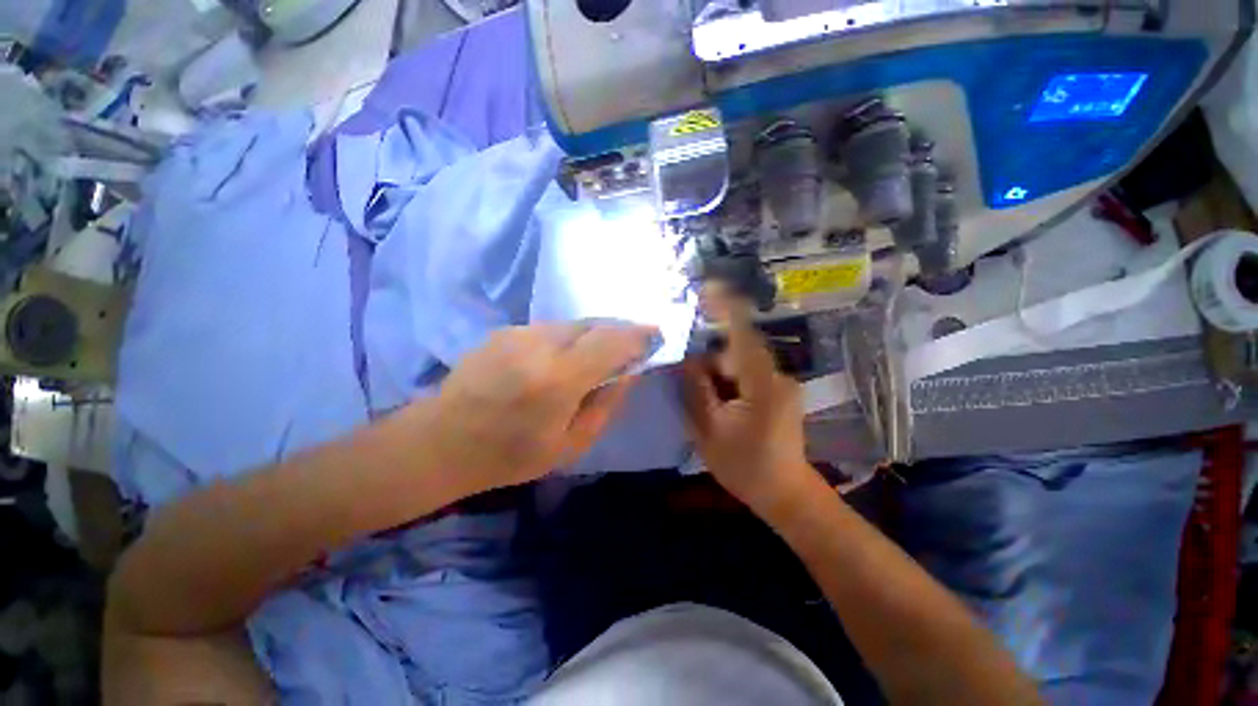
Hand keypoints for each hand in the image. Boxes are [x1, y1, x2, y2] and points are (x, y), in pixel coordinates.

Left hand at [424, 322, 658, 492]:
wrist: (441, 441)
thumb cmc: (510, 455)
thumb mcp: (571, 444)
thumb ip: (606, 403)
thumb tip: (630, 371)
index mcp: (558, 378)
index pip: (611, 341)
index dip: (638, 335)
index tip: (656, 335)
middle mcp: (539, 345)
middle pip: (594, 325)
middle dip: (618, 332)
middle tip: (630, 347)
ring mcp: (519, 333)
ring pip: (573, 324)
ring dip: (592, 336)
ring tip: (595, 357)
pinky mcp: (505, 330)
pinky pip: (552, 329)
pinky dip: (568, 339)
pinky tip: (560, 360)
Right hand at [681, 303, 816, 517]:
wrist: (785, 494)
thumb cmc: (745, 465)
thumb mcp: (709, 429)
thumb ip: (696, 389)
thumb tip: (687, 359)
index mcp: (762, 382)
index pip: (743, 333)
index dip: (725, 307)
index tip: (707, 287)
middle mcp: (776, 375)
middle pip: (738, 348)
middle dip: (711, 356)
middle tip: (687, 375)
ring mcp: (780, 383)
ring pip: (742, 362)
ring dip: (718, 370)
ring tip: (704, 396)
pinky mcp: (778, 392)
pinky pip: (748, 373)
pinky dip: (728, 378)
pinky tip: (718, 400)